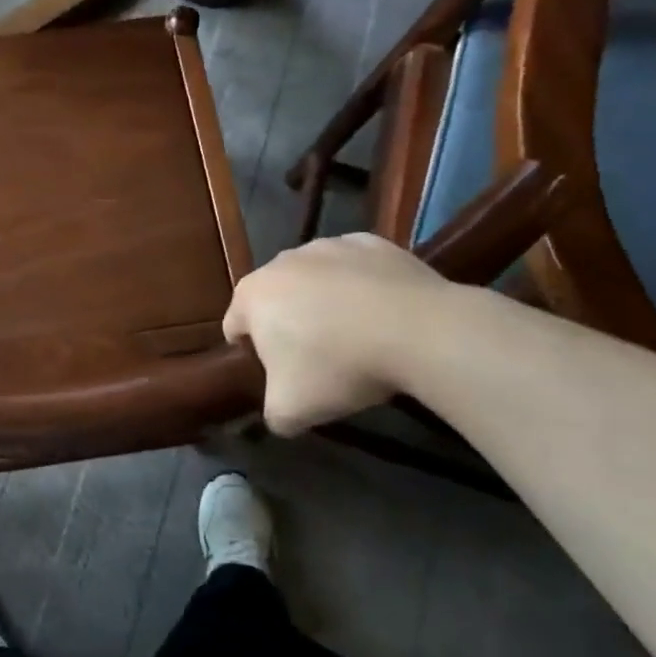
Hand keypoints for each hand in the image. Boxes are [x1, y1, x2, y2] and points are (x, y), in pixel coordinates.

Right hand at [222, 234, 444, 434]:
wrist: (420, 330)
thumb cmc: (339, 366)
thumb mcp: (291, 411)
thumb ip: (272, 414)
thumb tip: (279, 413)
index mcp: (251, 295)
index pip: (235, 328)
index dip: (252, 356)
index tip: (280, 378)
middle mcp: (281, 261)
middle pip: (275, 300)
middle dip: (289, 326)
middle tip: (319, 362)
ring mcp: (328, 245)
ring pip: (315, 281)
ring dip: (324, 304)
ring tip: (357, 337)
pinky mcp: (371, 242)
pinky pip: (355, 269)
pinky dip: (361, 287)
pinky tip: (383, 314)